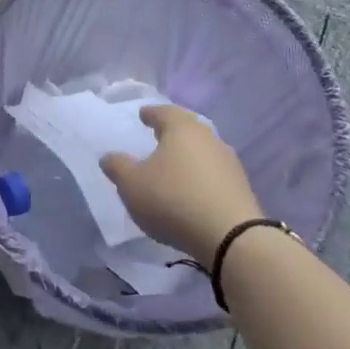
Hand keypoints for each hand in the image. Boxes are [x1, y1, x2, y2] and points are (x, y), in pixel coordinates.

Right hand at [101, 105, 261, 260]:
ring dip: (188, 156)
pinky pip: (214, 174)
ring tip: (174, 167)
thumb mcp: (133, 185)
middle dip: (172, 132)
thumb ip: (118, 167)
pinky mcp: (240, 187)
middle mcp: (208, 137)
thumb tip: (109, 156)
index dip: (151, 113)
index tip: (142, 115)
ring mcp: (228, 162)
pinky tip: (193, 191)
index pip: (164, 112)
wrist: (231, 237)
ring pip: (202, 151)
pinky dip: (201, 177)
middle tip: (157, 137)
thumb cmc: (174, 200)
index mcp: (182, 128)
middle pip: (187, 129)